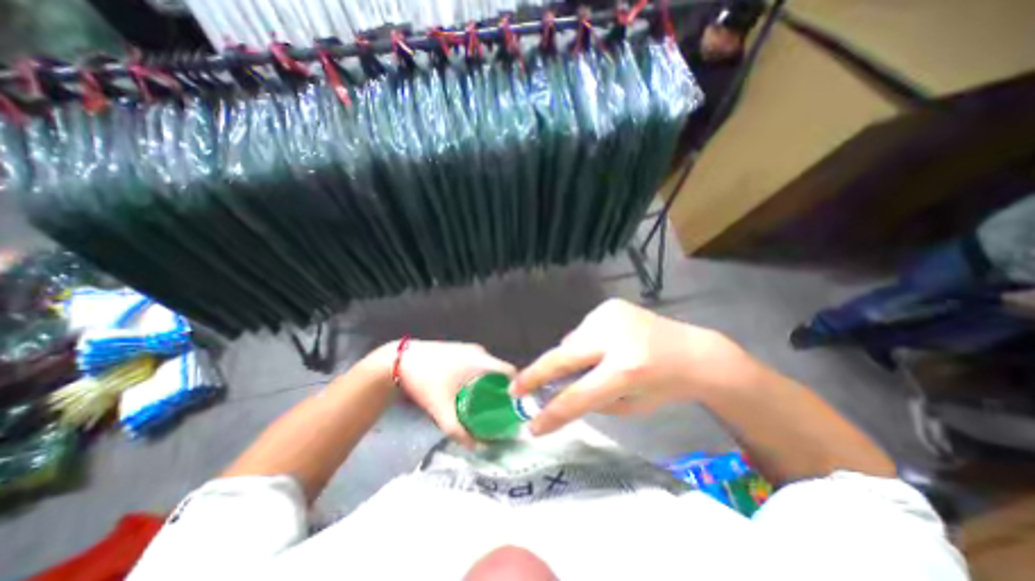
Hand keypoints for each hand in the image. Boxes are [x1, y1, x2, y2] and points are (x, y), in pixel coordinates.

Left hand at [390, 340, 514, 444]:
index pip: (510, 372)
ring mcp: (469, 349)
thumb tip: (478, 447)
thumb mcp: (441, 409)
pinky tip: (471, 392)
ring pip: (489, 368)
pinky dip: (481, 377)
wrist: (398, 361)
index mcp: (481, 360)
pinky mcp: (460, 350)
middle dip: (503, 391)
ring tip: (488, 405)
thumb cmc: (424, 382)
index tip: (516, 409)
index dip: (517, 389)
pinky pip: (479, 365)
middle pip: (500, 371)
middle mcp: (479, 352)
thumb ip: (459, 431)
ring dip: (491, 384)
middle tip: (502, 412)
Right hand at [514, 299, 757, 435]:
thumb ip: (590, 399)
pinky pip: (581, 331)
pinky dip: (583, 344)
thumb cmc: (664, 386)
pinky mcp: (609, 306)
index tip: (531, 427)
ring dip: (570, 358)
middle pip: (562, 357)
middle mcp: (615, 337)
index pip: (578, 395)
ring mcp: (610, 315)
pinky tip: (603, 348)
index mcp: (626, 370)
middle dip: (534, 374)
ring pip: (570, 342)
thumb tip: (556, 389)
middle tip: (514, 389)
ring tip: (590, 365)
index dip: (552, 414)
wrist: (693, 351)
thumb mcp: (629, 406)